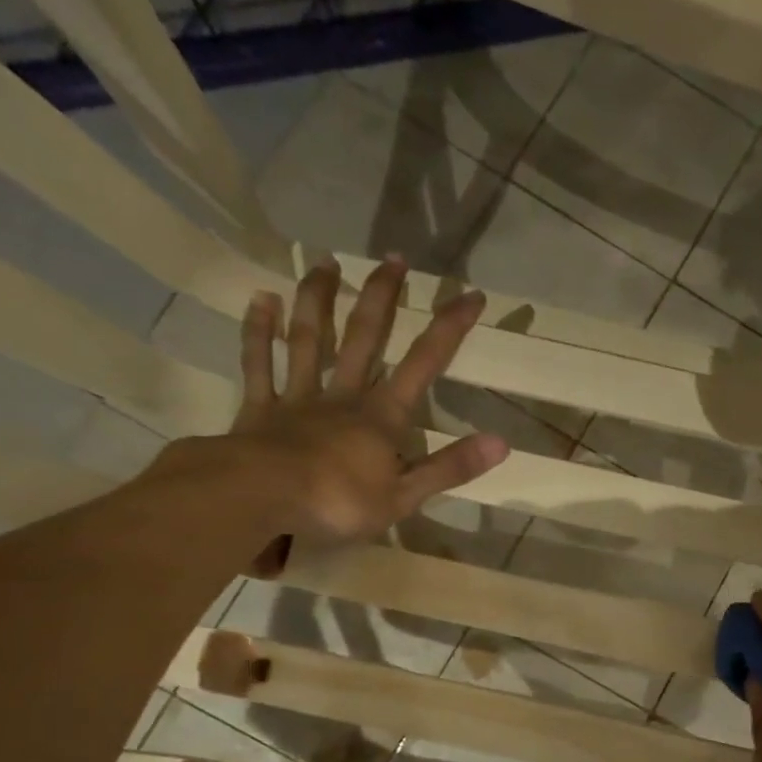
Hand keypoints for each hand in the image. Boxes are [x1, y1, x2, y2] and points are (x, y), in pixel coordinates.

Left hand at [162, 256, 507, 567]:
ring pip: (310, 339)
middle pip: (365, 337)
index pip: (424, 364)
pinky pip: (259, 362)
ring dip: (320, 300)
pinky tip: (262, 299)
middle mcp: (343, 395)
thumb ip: (450, 467)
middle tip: (393, 259)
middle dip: (382, 297)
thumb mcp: (404, 496)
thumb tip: (502, 443)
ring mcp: (297, 397)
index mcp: (381, 416)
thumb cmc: (336, 502)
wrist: (259, 499)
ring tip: (326, 263)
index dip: (449, 329)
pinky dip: (259, 330)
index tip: (471, 295)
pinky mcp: (259, 408)